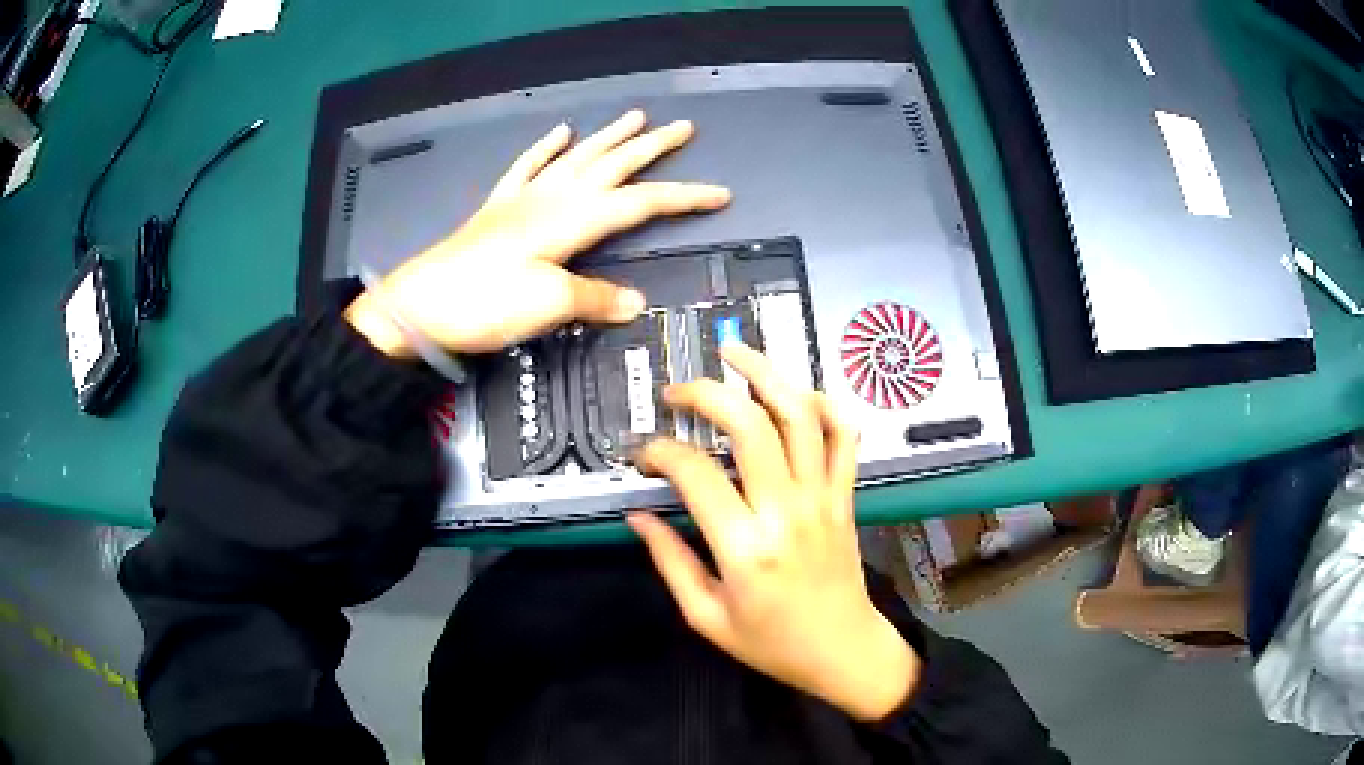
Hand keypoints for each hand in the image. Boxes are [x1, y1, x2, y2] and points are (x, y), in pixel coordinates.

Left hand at [346, 109, 730, 355]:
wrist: (420, 307)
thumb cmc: (484, 304)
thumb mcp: (549, 305)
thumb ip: (595, 297)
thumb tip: (636, 302)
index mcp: (571, 220)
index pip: (641, 203)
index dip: (684, 198)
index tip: (720, 194)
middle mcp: (552, 200)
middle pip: (612, 167)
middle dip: (651, 148)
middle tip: (682, 128)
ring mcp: (522, 200)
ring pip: (575, 159)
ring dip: (607, 138)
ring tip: (633, 117)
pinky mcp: (498, 210)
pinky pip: (526, 168)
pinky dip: (544, 149)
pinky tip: (557, 133)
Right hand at [628, 343, 920, 721]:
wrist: (842, 651)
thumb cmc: (771, 642)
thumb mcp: (705, 616)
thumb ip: (669, 561)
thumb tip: (638, 515)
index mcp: (745, 547)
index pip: (695, 473)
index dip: (660, 452)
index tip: (643, 454)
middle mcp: (787, 510)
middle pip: (750, 426)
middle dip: (707, 394)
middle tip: (678, 391)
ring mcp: (823, 497)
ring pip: (801, 416)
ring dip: (767, 375)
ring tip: (735, 352)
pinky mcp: (845, 495)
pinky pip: (844, 437)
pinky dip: (825, 405)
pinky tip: (798, 393)